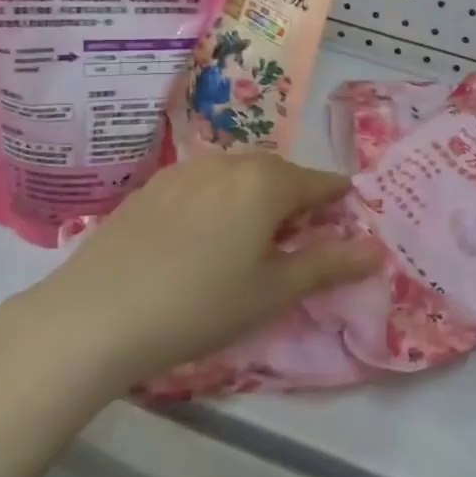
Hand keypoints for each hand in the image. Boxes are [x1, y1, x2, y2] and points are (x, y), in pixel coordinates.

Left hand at [22, 153, 380, 384]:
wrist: (98, 313)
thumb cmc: (202, 305)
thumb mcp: (274, 291)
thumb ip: (329, 265)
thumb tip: (377, 250)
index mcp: (266, 182)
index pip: (320, 183)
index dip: (338, 202)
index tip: (345, 222)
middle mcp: (228, 162)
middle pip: (278, 175)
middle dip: (295, 200)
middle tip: (296, 241)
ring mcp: (185, 171)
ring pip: (237, 176)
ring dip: (254, 199)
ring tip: (248, 241)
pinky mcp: (151, 187)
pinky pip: (202, 185)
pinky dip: (217, 202)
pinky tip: (200, 240)